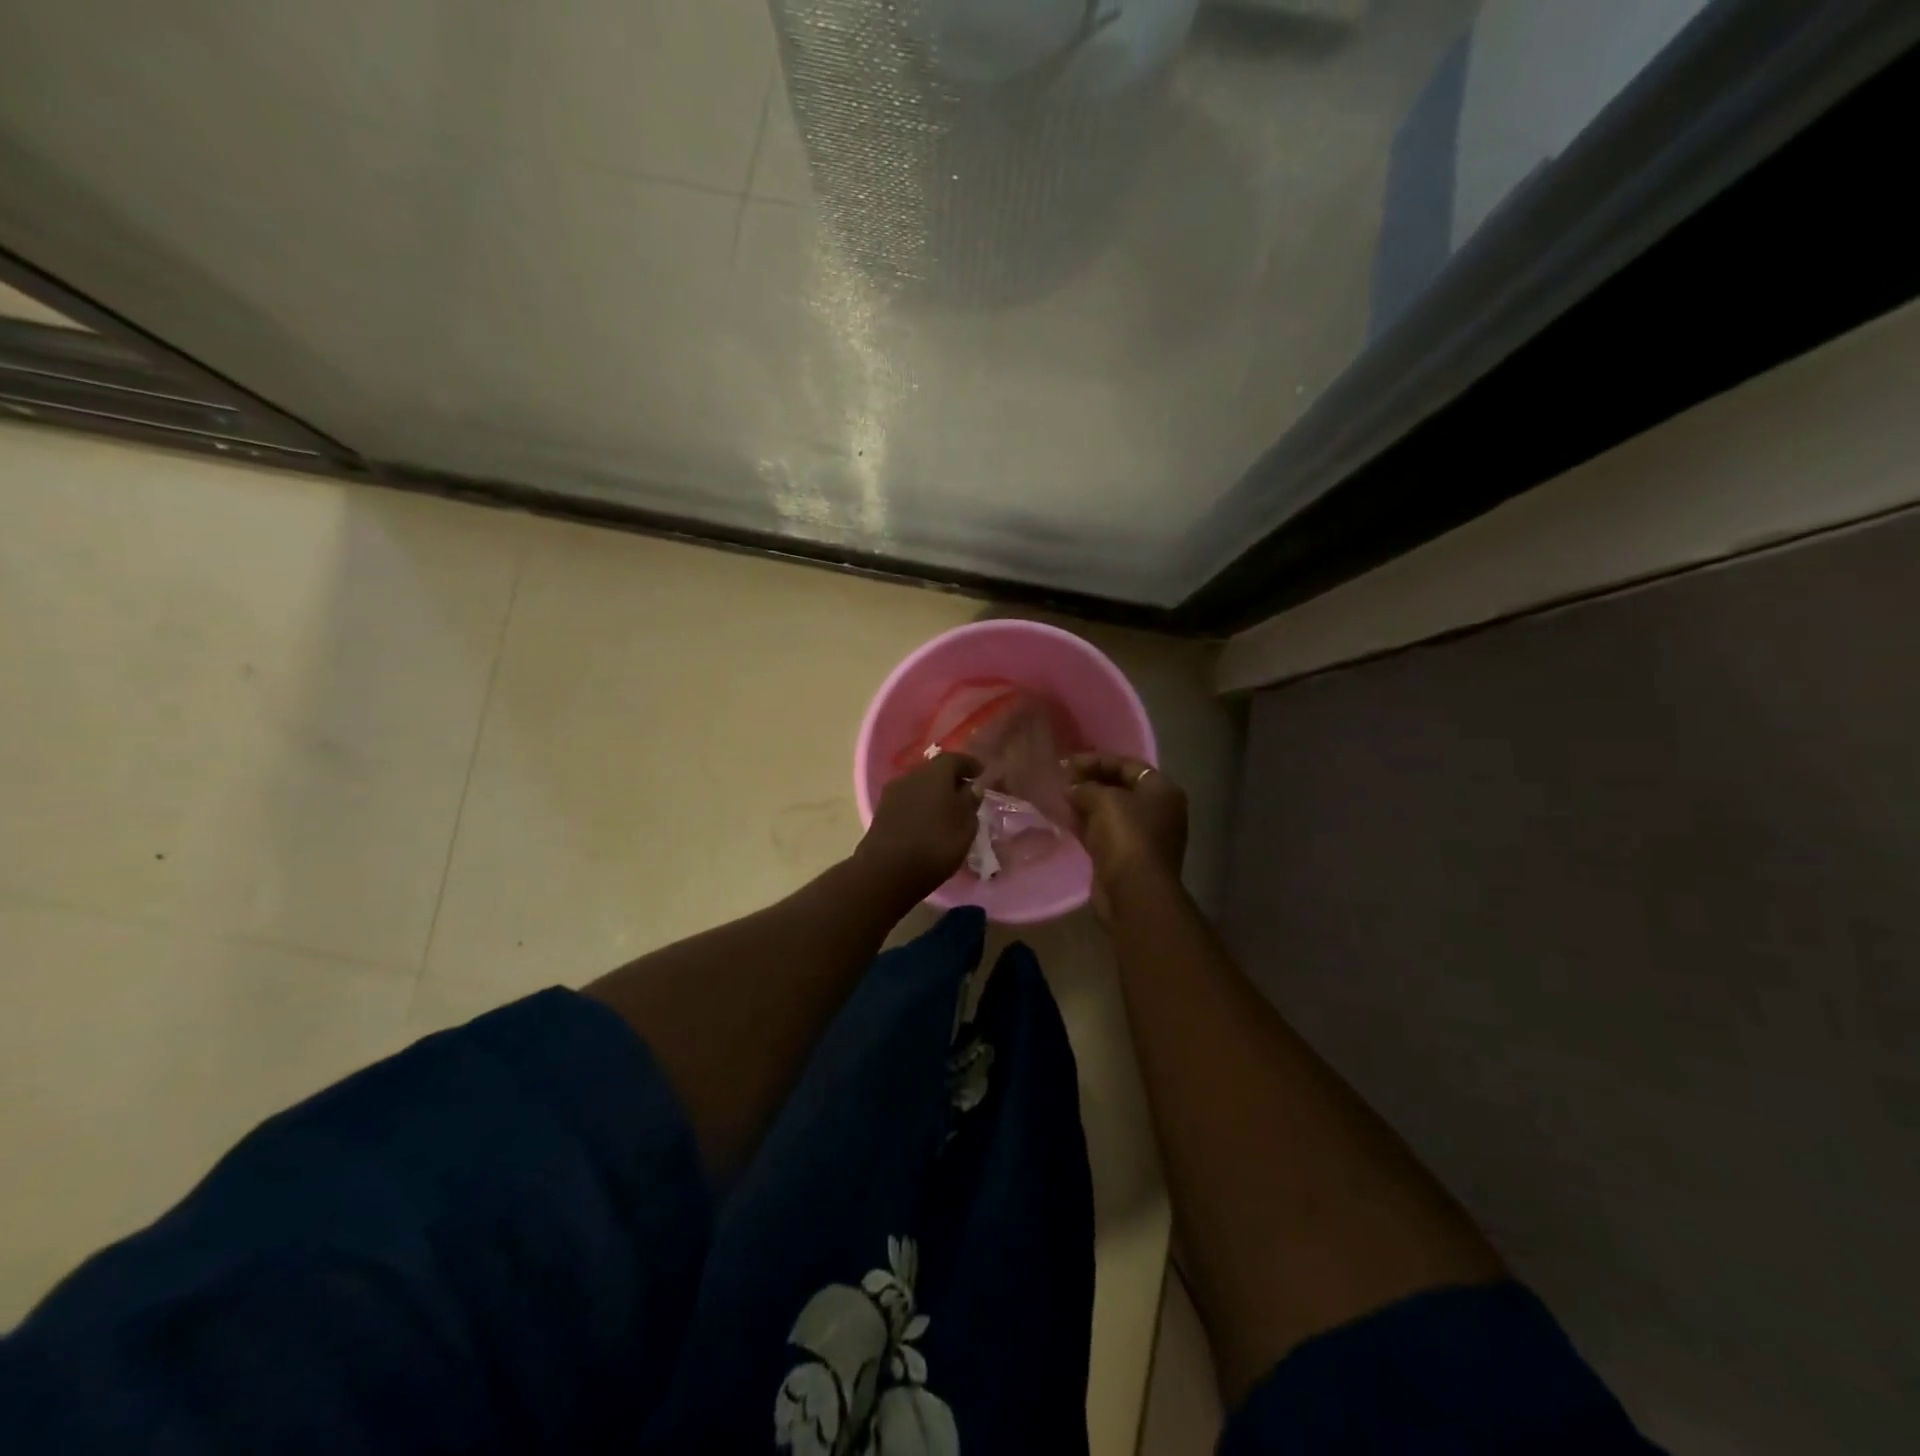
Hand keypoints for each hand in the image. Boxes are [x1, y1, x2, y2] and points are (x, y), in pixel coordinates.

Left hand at [855, 752, 983, 905]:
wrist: (886, 871)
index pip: (955, 759)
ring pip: (919, 787)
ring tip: (947, 811)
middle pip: (934, 771)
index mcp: (935, 773)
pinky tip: (928, 823)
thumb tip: (971, 788)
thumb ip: (970, 803)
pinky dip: (920, 808)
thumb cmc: (935, 845)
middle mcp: (911, 776)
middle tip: (965, 794)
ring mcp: (892, 794)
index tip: (981, 773)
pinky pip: (908, 802)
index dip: (970, 764)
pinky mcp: (882, 813)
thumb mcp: (965, 826)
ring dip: (934, 795)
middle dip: (951, 780)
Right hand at [1064, 753, 1187, 918]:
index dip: (1098, 760)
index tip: (1069, 761)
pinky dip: (1085, 823)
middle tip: (1062, 777)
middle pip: (1120, 787)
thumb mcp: (1104, 800)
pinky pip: (1103, 831)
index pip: (1128, 765)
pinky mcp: (1126, 856)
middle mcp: (1157, 810)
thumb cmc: (1126, 835)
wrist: (1134, 891)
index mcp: (1162, 791)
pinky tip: (1064, 817)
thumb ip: (1086, 787)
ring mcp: (1143, 835)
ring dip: (1086, 803)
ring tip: (1059, 795)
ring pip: (1110, 811)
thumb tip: (1071, 788)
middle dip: (1091, 781)